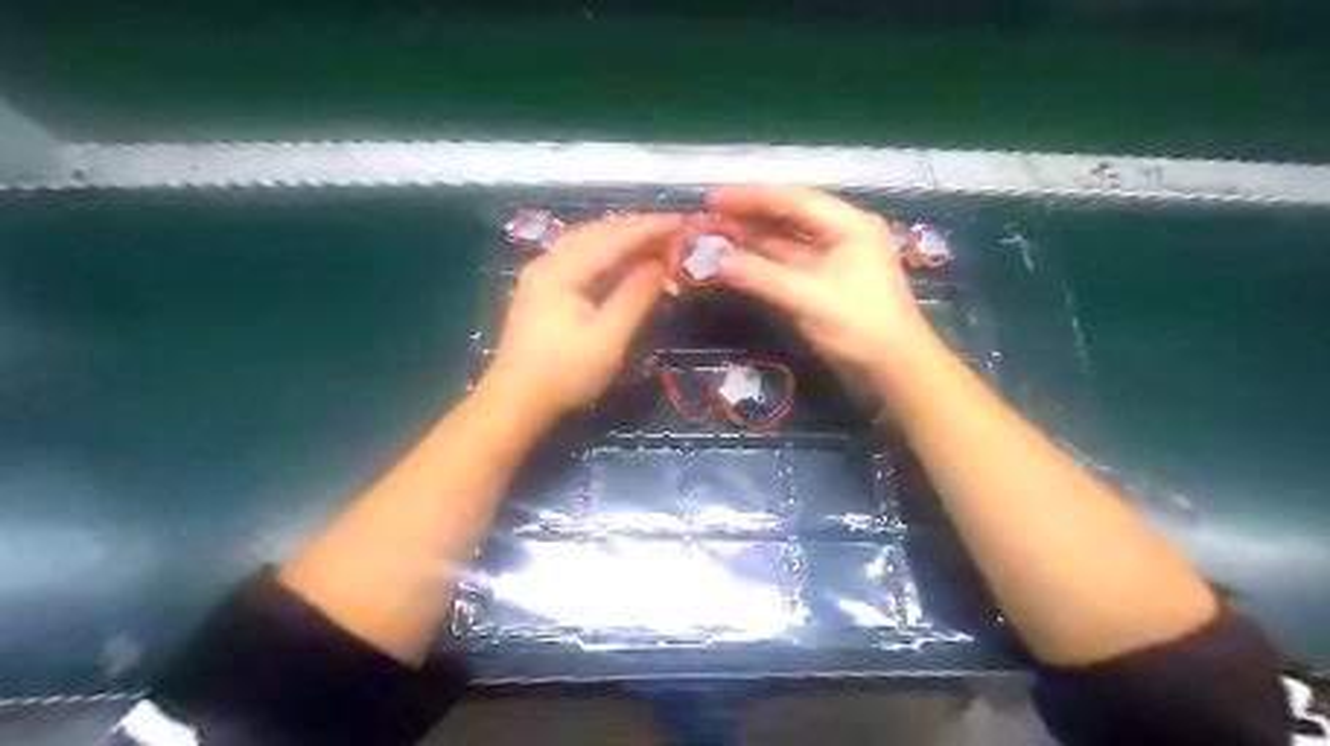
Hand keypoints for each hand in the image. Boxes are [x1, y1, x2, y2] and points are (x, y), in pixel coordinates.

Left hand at [482, 215, 686, 421]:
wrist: (516, 402)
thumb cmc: (564, 375)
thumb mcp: (607, 339)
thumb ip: (635, 297)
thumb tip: (661, 264)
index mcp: (561, 270)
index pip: (614, 238)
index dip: (651, 228)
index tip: (684, 221)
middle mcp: (549, 262)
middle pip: (600, 233)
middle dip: (640, 232)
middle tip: (677, 238)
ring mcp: (543, 274)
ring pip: (590, 243)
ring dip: (626, 242)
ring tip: (660, 246)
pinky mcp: (545, 289)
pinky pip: (583, 258)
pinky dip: (611, 256)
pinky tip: (628, 263)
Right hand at [713, 186, 926, 377]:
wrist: (894, 370)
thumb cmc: (860, 326)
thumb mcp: (810, 298)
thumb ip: (762, 277)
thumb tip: (717, 261)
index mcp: (848, 226)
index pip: (793, 201)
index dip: (751, 197)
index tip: (712, 199)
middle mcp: (840, 237)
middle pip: (788, 219)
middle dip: (748, 218)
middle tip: (707, 219)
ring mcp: (831, 263)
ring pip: (784, 245)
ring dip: (751, 243)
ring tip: (713, 239)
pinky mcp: (822, 288)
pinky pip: (785, 268)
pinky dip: (760, 266)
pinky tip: (735, 265)